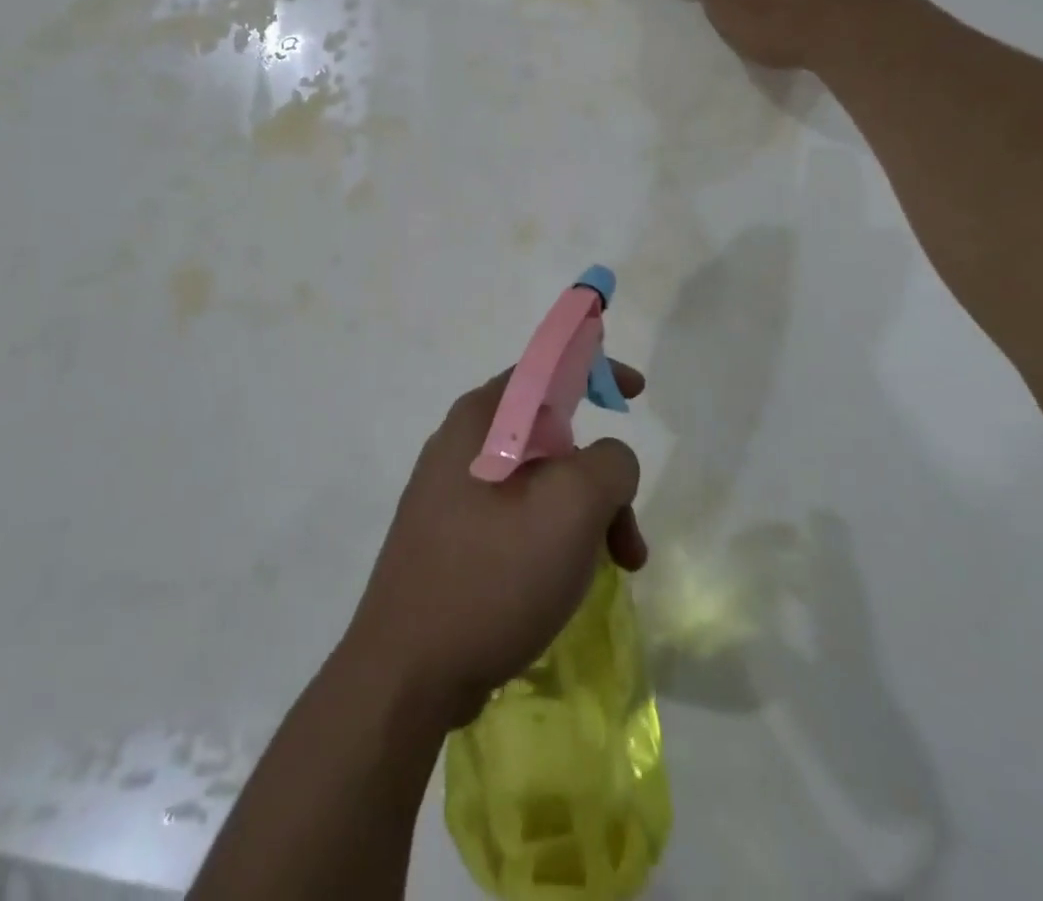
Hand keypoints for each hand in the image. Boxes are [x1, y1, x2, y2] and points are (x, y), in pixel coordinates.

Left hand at [345, 366, 648, 727]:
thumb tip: (608, 463)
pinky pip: (517, 518)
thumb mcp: (571, 507)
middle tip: (627, 535)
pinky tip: (566, 584)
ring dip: (585, 517)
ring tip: (614, 570)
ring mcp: (451, 494)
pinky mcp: (452, 538)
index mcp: (480, 419)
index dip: (594, 368)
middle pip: (551, 436)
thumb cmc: (492, 574)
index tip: (635, 394)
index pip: (545, 368)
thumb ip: (609, 463)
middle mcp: (461, 445)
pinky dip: (554, 538)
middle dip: (600, 478)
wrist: (407, 673)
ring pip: (539, 483)